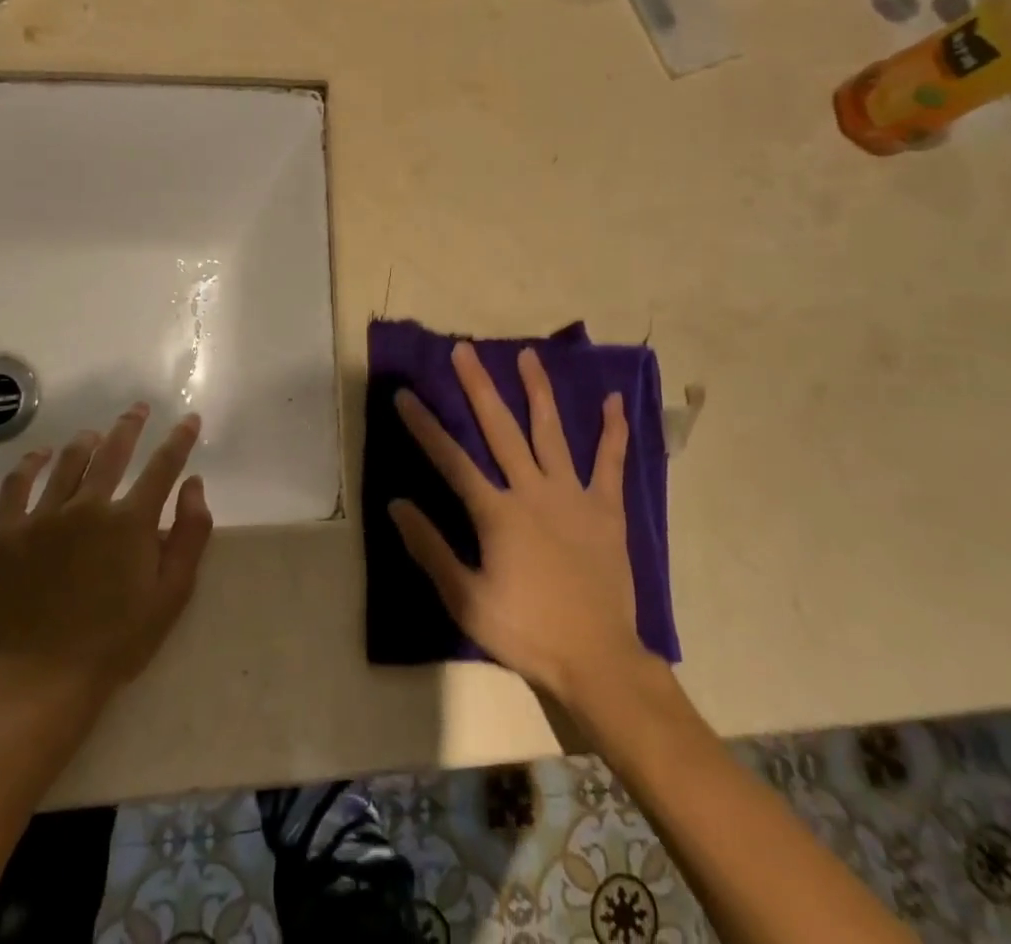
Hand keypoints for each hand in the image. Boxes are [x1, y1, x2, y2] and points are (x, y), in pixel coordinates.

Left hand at [0, 404, 213, 711]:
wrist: (38, 682)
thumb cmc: (115, 642)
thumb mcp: (171, 595)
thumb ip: (190, 534)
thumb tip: (194, 484)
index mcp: (131, 521)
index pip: (163, 466)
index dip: (179, 439)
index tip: (188, 419)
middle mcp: (88, 505)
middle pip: (113, 451)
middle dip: (130, 425)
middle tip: (138, 409)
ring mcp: (42, 516)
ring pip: (68, 461)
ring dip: (87, 441)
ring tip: (95, 434)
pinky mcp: (5, 533)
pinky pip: (16, 484)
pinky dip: (31, 463)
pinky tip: (40, 455)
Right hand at [389, 343, 666, 707]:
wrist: (598, 659)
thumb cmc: (527, 630)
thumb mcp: (466, 600)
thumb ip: (431, 549)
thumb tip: (396, 504)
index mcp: (497, 512)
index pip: (451, 459)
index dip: (424, 425)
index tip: (404, 394)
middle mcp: (532, 491)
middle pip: (500, 428)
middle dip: (479, 386)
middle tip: (464, 350)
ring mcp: (573, 495)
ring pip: (551, 431)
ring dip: (537, 390)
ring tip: (527, 355)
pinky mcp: (606, 508)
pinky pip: (610, 462)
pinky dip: (613, 431)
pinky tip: (614, 401)